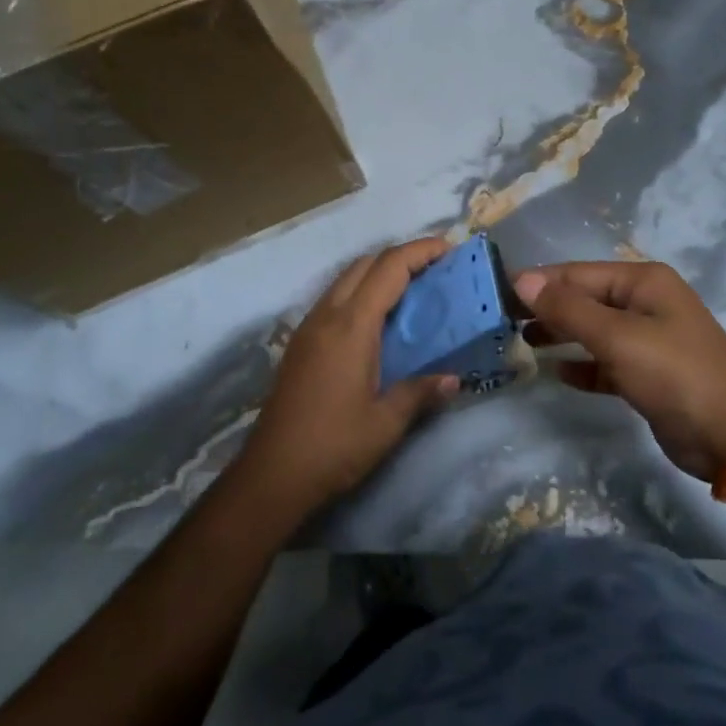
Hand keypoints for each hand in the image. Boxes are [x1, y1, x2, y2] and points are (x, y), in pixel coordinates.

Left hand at [237, 238, 459, 514]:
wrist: (271, 476)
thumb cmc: (333, 447)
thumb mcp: (386, 423)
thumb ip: (421, 392)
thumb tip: (454, 379)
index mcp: (351, 326)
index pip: (389, 268)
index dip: (421, 251)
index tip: (451, 249)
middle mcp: (327, 316)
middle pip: (365, 263)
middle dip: (402, 256)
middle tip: (437, 269)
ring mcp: (308, 329)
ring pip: (346, 279)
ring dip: (379, 273)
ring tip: (413, 290)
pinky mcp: (300, 345)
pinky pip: (334, 300)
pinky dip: (361, 293)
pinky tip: (379, 321)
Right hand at [515, 261, 725, 480]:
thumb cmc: (674, 374)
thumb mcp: (618, 338)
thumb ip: (569, 309)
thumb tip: (524, 279)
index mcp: (644, 282)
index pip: (579, 273)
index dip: (539, 282)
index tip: (496, 293)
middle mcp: (646, 303)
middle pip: (585, 298)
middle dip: (547, 308)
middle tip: (502, 321)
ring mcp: (648, 339)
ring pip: (593, 330)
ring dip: (560, 335)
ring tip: (521, 343)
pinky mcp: (647, 373)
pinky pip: (605, 361)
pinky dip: (582, 365)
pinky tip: (556, 372)